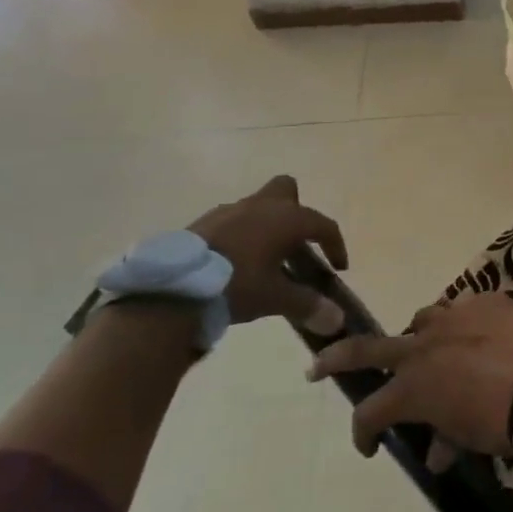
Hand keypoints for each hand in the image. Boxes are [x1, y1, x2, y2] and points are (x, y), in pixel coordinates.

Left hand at [187, 176, 347, 330]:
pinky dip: (241, 234)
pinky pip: (233, 220)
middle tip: (296, 243)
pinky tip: (236, 261)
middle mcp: (261, 206)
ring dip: (267, 225)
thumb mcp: (275, 299)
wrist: (174, 288)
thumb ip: (308, 305)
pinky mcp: (204, 222)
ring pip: (258, 205)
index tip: (338, 268)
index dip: (335, 245)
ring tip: (265, 257)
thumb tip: (338, 320)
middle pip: (288, 190)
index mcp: (286, 219)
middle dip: (297, 211)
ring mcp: (230, 210)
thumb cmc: (236, 285)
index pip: (323, 224)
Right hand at [307, 293, 512, 456]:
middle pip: (367, 348)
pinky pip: (467, 310)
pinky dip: (467, 327)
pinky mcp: (487, 301)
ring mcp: (455, 316)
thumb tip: (438, 454)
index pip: (371, 411)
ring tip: (430, 349)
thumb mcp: (470, 439)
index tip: (371, 446)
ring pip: (423, 320)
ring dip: (420, 337)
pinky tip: (482, 337)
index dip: (364, 433)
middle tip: (320, 363)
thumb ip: (446, 440)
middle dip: (338, 357)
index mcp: (413, 385)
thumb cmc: (504, 421)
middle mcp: (424, 345)